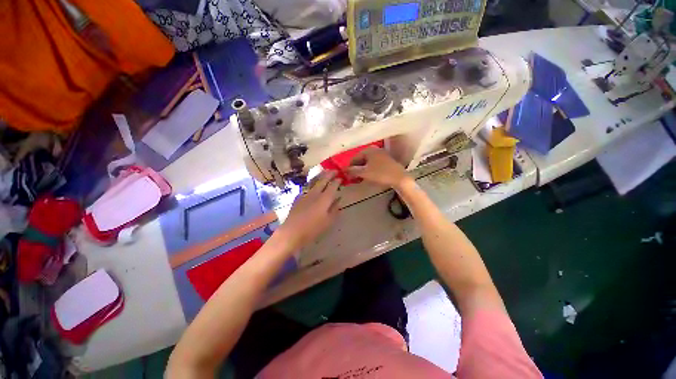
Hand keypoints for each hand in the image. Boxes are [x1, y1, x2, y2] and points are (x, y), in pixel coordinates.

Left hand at [276, 171, 341, 250]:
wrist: (292, 232)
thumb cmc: (313, 228)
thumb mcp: (328, 221)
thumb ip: (335, 209)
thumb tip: (339, 199)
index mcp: (324, 199)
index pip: (332, 186)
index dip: (337, 181)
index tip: (341, 178)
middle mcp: (315, 193)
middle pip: (323, 180)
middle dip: (329, 174)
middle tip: (334, 170)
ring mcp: (305, 194)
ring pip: (314, 182)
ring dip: (320, 177)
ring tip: (324, 173)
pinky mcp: (298, 198)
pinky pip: (307, 188)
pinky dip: (312, 185)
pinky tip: (312, 186)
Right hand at [347, 147, 408, 188]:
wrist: (399, 178)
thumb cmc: (380, 174)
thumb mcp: (364, 173)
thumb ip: (353, 171)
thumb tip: (344, 170)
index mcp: (368, 150)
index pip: (354, 158)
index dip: (349, 167)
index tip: (347, 176)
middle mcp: (375, 150)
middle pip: (361, 159)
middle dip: (356, 169)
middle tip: (353, 178)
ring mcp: (381, 154)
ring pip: (367, 162)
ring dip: (362, 170)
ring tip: (360, 179)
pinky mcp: (386, 161)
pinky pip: (374, 164)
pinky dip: (369, 170)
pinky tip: (369, 176)